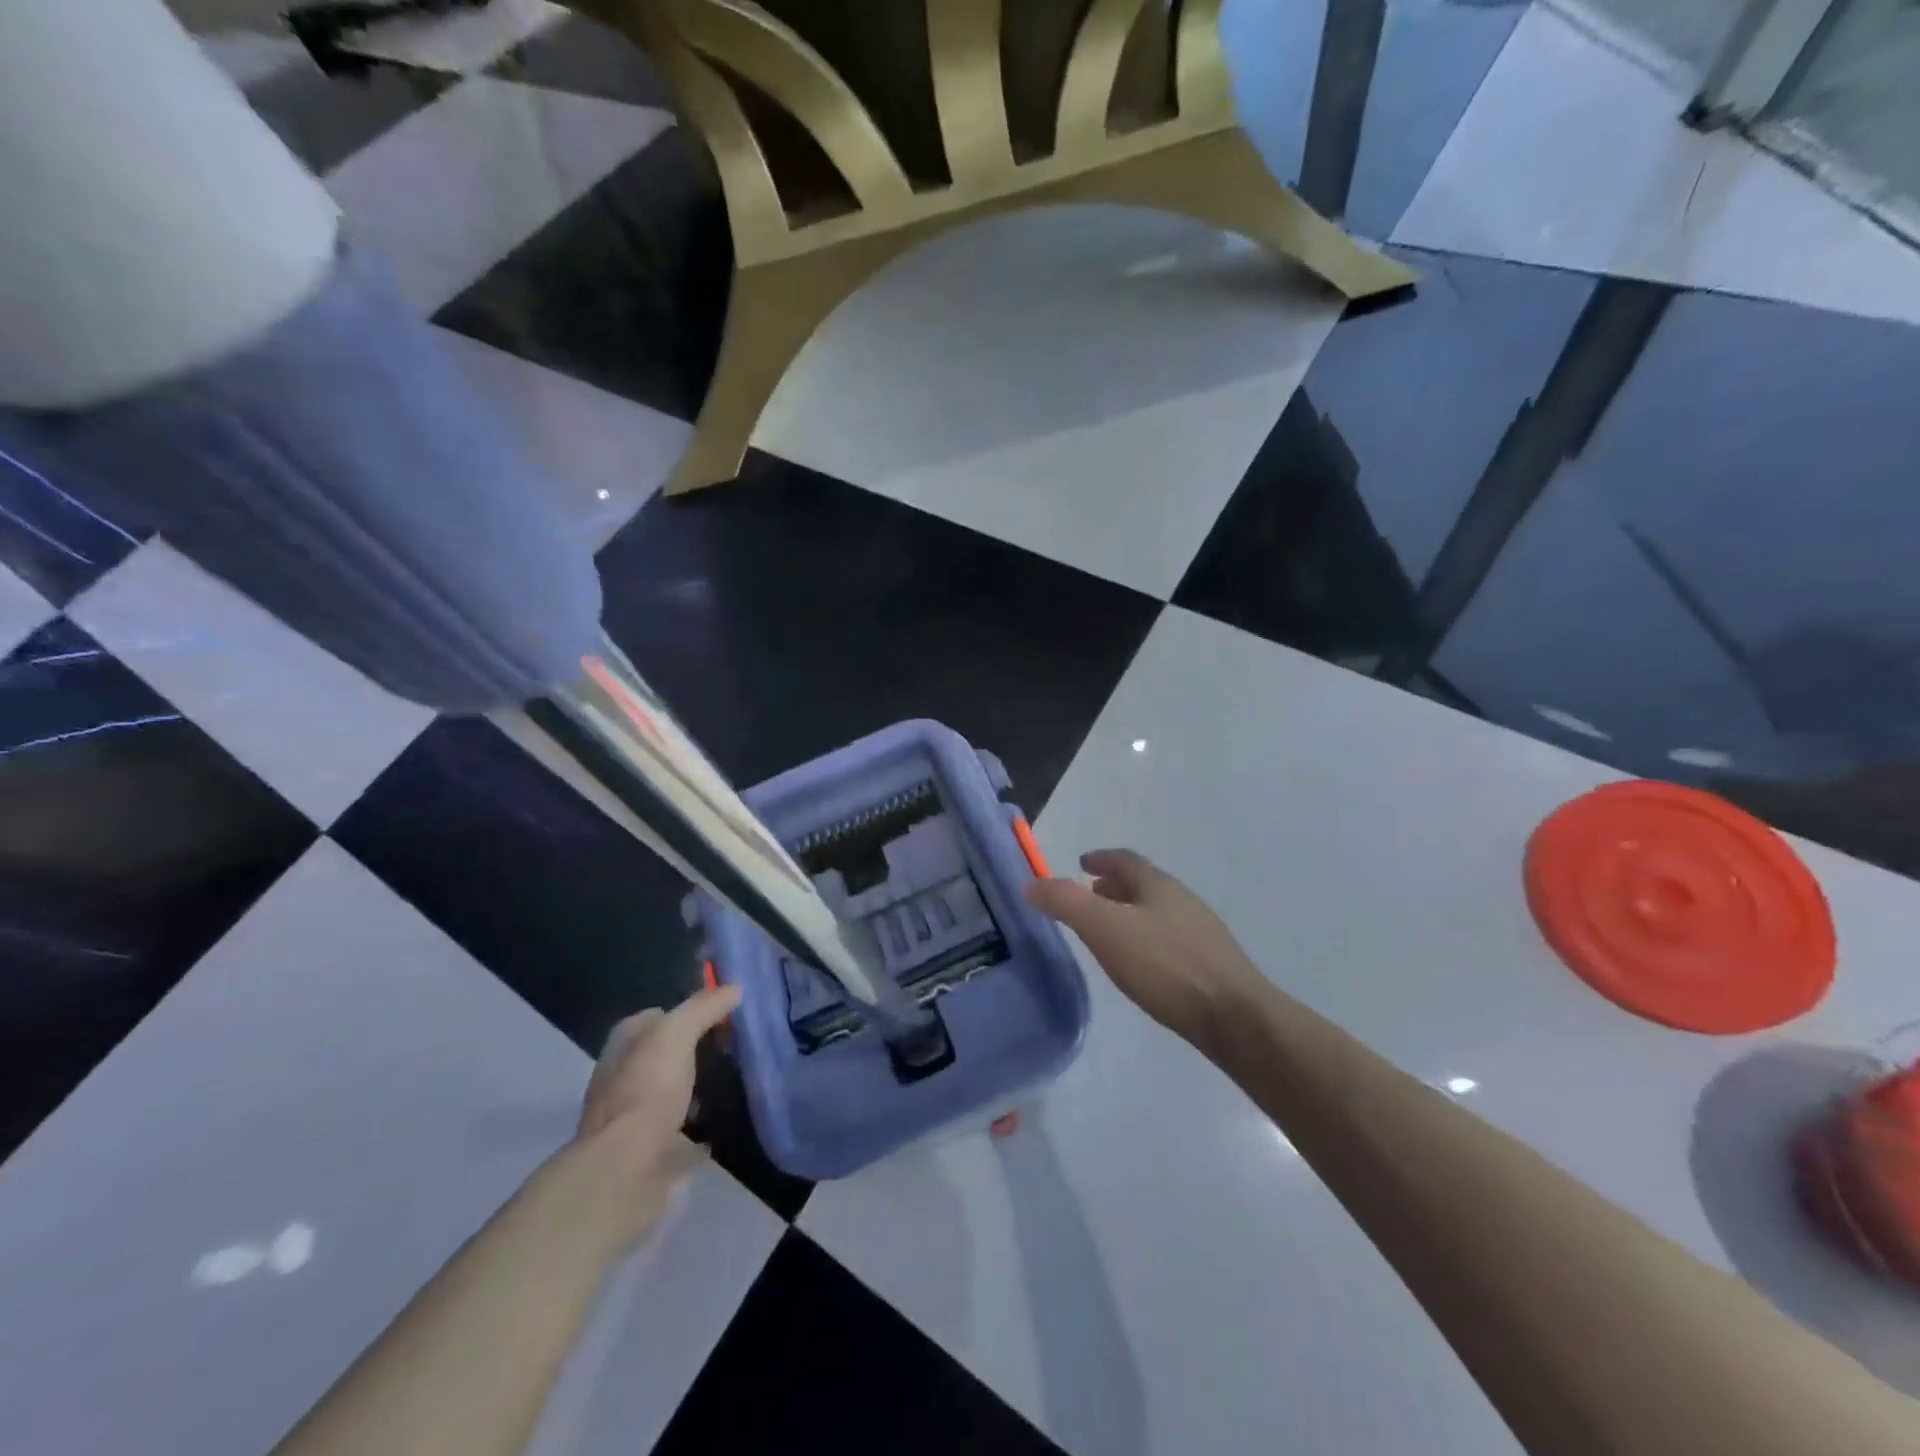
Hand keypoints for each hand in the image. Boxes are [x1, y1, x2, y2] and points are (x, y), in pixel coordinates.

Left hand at [574, 985, 740, 1240]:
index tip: (716, 1012)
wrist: (626, 1171)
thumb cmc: (646, 1092)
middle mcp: (622, 1082)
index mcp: (622, 1050)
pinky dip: (699, 1131)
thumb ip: (703, 1008)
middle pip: (662, 1058)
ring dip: (694, 1092)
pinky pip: (681, 1135)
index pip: (651, 1019)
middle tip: (732, 1047)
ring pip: (670, 1096)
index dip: (680, 1012)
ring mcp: (634, 1122)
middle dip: (691, 1053)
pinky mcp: (650, 1155)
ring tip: (734, 1082)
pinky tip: (725, 1124)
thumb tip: (734, 988)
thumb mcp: (675, 1035)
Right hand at [1026, 849, 1265, 1052]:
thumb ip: (1066, 903)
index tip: (1081, 862)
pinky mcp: (1211, 963)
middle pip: (1144, 883)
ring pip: (1158, 911)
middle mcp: (1183, 900)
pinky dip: (1148, 937)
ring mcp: (1202, 932)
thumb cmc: (1165, 965)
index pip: (1125, 860)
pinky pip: (1170, 937)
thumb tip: (1031, 882)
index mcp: (1158, 885)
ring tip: (1111, 930)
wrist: (1234, 1017)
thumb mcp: (1105, 929)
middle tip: (1091, 894)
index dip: (1101, 858)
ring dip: (1132, 911)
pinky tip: (1142, 963)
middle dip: (1115, 885)